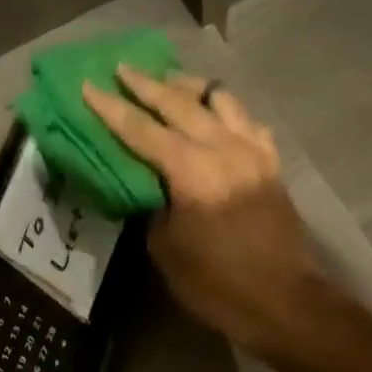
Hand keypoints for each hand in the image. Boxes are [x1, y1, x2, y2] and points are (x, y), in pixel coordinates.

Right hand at [82, 67, 330, 358]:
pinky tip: (215, 114)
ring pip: (220, 100)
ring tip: (169, 82)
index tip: (88, 86)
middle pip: (180, 104)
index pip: (142, 130)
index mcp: (192, 171)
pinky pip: (247, 121)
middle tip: (122, 69)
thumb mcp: (166, 248)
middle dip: (147, 85)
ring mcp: (253, 152)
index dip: (112, 108)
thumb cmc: (216, 283)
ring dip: (189, 88)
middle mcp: (224, 149)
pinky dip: (225, 110)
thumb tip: (149, 183)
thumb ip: (153, 205)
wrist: (282, 301)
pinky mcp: (271, 164)